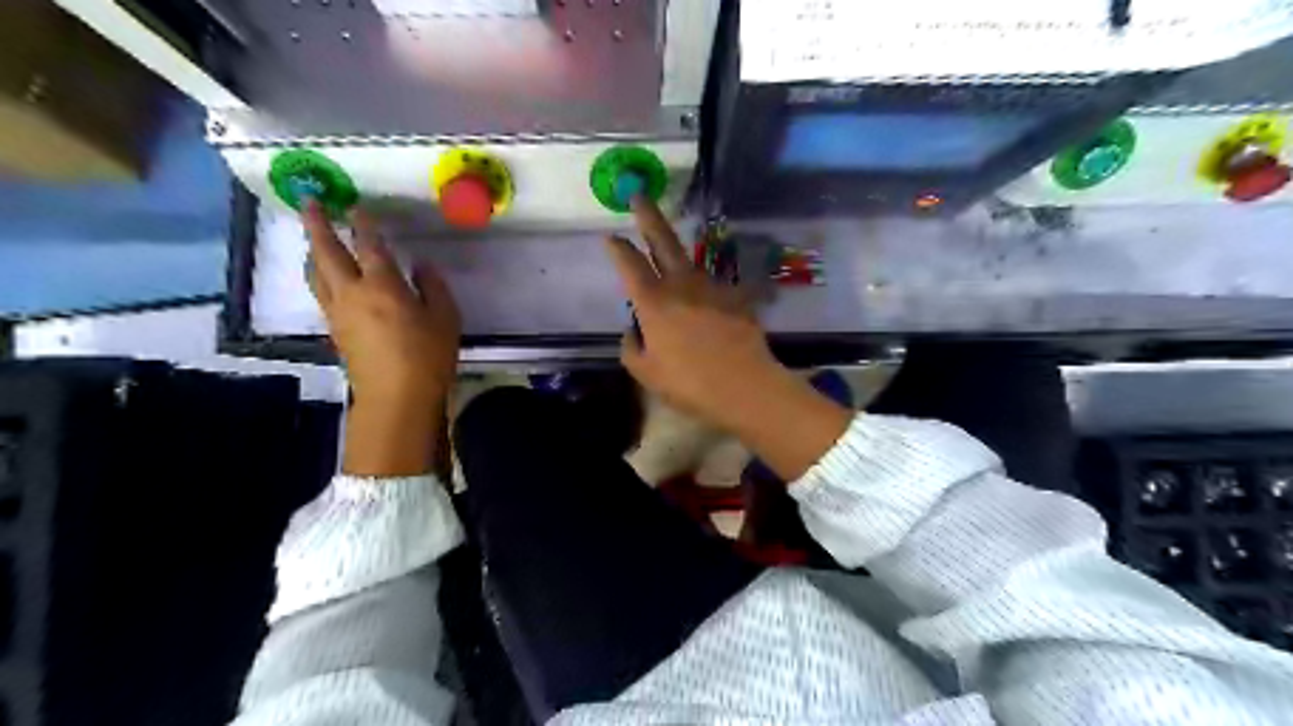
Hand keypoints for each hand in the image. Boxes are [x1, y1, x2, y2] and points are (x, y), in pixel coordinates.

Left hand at [303, 200, 461, 475]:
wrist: (396, 397)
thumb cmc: (427, 355)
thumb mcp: (445, 317)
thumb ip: (432, 286)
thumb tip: (420, 266)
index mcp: (382, 285)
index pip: (369, 245)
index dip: (363, 224)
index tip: (356, 206)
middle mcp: (352, 293)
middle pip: (326, 252)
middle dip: (317, 225)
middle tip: (309, 203)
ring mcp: (338, 313)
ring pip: (316, 274)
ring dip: (314, 252)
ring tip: (315, 240)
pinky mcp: (335, 331)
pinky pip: (322, 294)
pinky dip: (321, 276)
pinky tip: (330, 279)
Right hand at [609, 197, 855, 480]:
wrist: (744, 386)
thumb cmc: (689, 383)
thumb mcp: (646, 373)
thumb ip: (631, 348)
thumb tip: (632, 331)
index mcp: (653, 301)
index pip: (629, 264)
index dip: (617, 248)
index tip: (610, 237)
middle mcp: (681, 284)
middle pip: (662, 240)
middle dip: (648, 215)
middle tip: (639, 196)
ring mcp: (712, 287)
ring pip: (689, 262)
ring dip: (677, 256)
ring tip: (670, 261)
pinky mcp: (736, 297)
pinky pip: (715, 288)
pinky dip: (707, 293)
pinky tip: (708, 307)